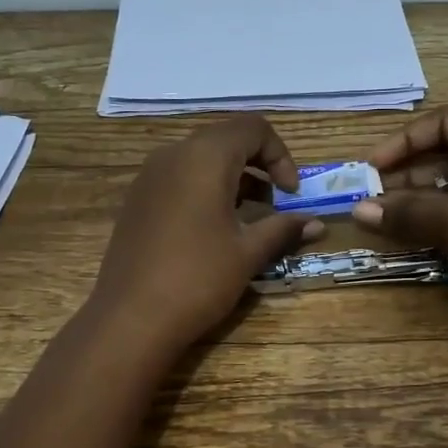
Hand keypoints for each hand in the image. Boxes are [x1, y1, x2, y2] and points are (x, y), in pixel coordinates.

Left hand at [89, 116, 323, 353]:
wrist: (130, 319)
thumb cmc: (198, 279)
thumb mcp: (248, 253)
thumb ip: (284, 229)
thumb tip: (318, 224)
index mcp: (205, 157)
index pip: (253, 128)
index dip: (280, 155)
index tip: (291, 194)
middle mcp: (173, 155)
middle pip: (226, 139)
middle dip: (258, 165)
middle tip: (275, 204)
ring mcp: (149, 177)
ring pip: (201, 159)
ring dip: (233, 178)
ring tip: (248, 220)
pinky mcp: (137, 200)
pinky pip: (179, 178)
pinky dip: (205, 190)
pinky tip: (214, 230)